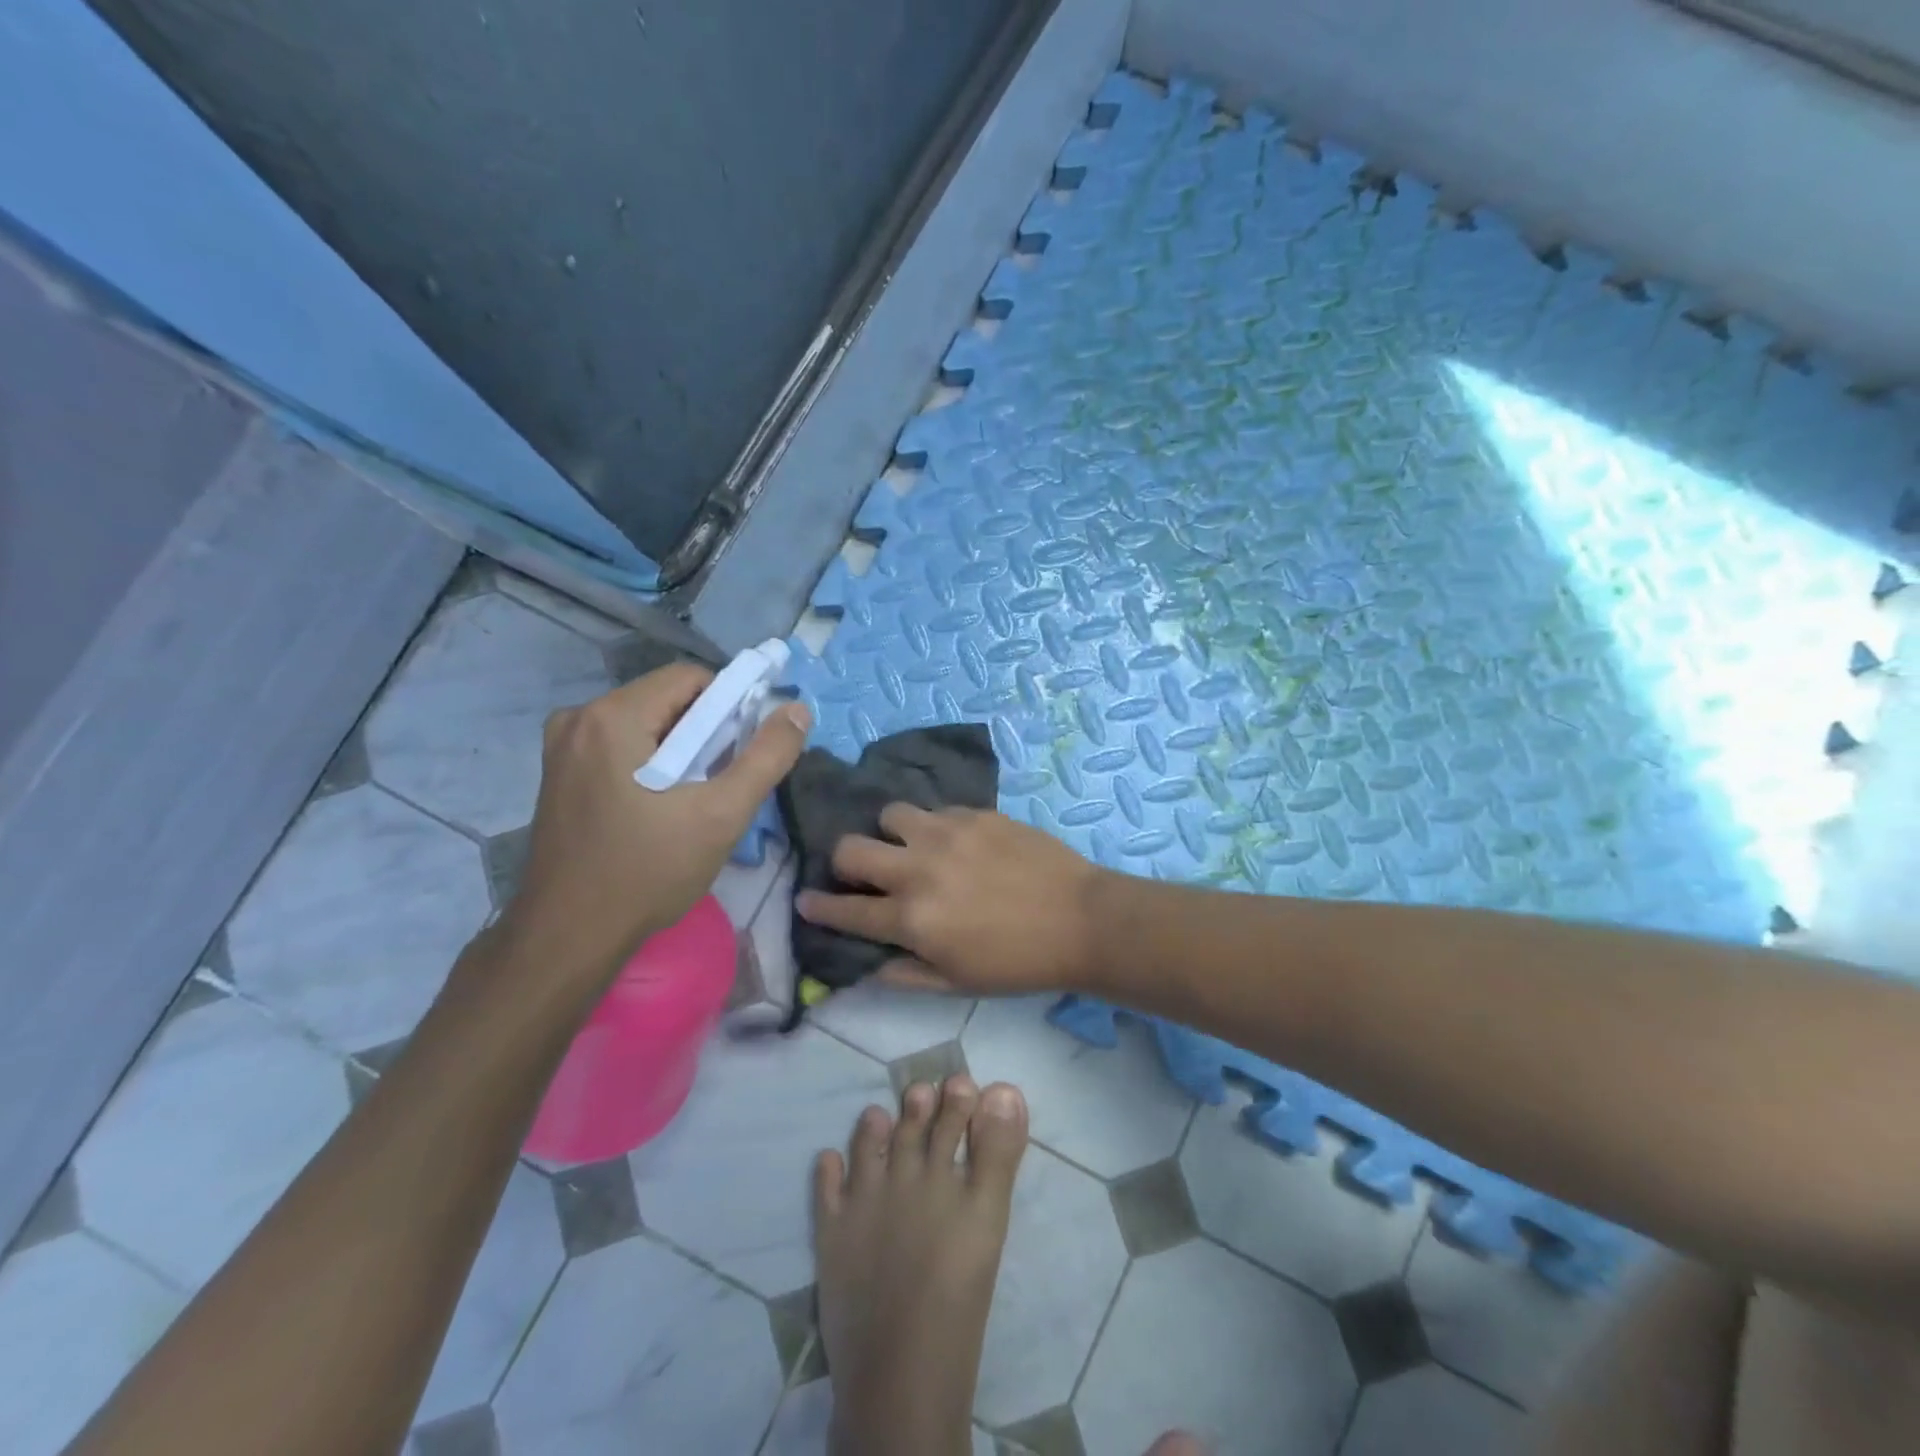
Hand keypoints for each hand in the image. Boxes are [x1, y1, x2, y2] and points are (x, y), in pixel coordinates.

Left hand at [493, 663, 808, 990]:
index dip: (732, 705)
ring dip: (683, 749)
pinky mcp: (559, 774)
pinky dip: (654, 762)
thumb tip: (797, 710)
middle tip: (727, 780)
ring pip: (646, 724)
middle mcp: (578, 718)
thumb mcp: (722, 814)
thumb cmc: (647, 872)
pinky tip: (664, 806)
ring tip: (699, 798)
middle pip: (667, 700)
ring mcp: (562, 747)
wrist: (569, 937)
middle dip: (708, 731)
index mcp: (611, 716)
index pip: (690, 678)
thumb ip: (766, 756)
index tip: (748, 749)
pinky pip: (622, 746)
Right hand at [797, 804, 1103, 994]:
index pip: (844, 909)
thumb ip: (903, 973)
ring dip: (891, 834)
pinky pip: (935, 810)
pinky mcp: (975, 813)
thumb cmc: (1017, 963)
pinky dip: (933, 827)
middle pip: (851, 848)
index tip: (805, 900)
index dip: (818, 906)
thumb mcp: (956, 984)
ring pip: (891, 815)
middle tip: (861, 871)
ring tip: (912, 847)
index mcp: (911, 919)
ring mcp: (947, 833)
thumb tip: (865, 963)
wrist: (1080, 919)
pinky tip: (954, 842)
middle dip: (844, 861)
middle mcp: (918, 869)